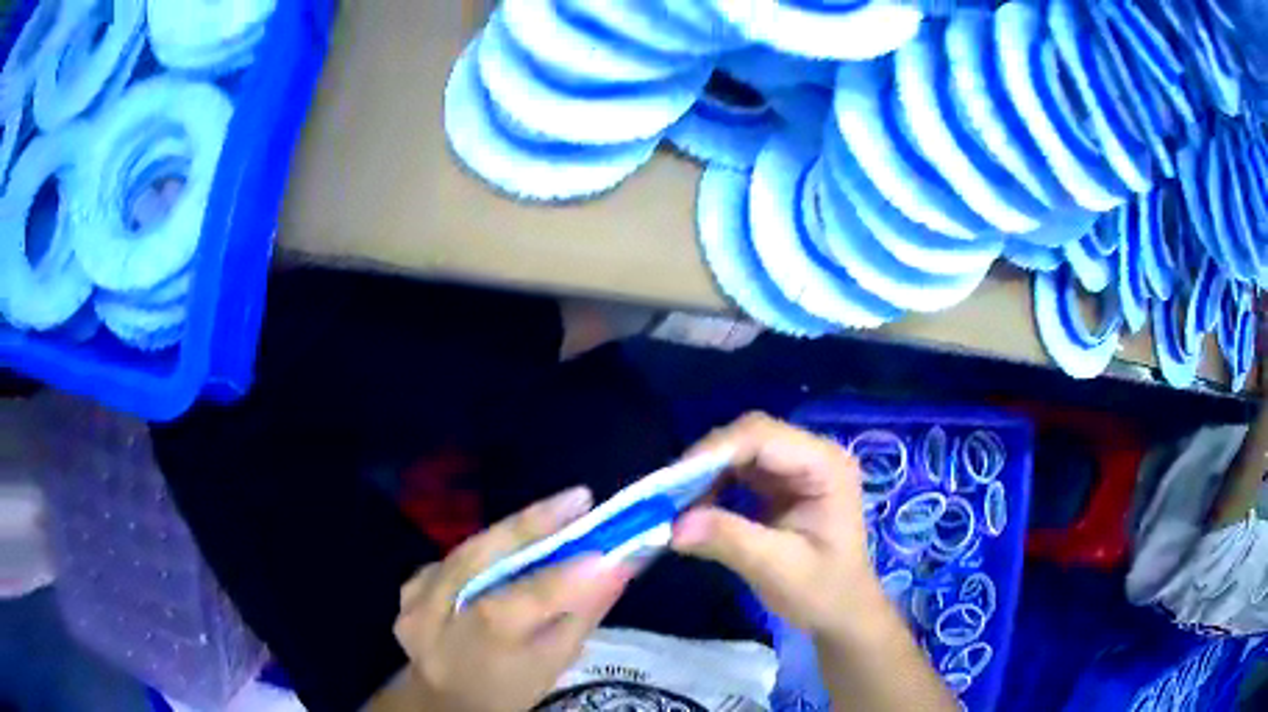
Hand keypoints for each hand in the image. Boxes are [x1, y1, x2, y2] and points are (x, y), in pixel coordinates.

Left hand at [392, 487, 633, 711]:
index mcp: (480, 650)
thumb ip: (582, 613)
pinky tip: (509, 541)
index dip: (566, 574)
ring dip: (511, 530)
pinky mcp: (408, 589)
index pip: (524, 602)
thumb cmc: (511, 688)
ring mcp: (415, 602)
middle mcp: (436, 621)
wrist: (445, 700)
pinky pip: (452, 558)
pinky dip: (485, 547)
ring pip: (467, 551)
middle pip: (480, 560)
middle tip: (577, 499)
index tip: (609, 548)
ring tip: (554, 511)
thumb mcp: (553, 663)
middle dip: (531, 524)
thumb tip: (620, 565)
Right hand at [671, 413, 879, 637]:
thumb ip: (729, 541)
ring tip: (674, 506)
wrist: (842, 614)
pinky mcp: (779, 484)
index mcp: (825, 465)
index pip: (763, 437)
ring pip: (737, 451)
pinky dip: (710, 487)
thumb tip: (674, 524)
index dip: (714, 452)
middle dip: (705, 462)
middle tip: (666, 496)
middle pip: (748, 436)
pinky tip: (694, 510)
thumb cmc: (823, 592)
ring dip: (703, 475)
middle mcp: (811, 455)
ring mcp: (795, 468)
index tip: (672, 483)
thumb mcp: (778, 569)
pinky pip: (736, 471)